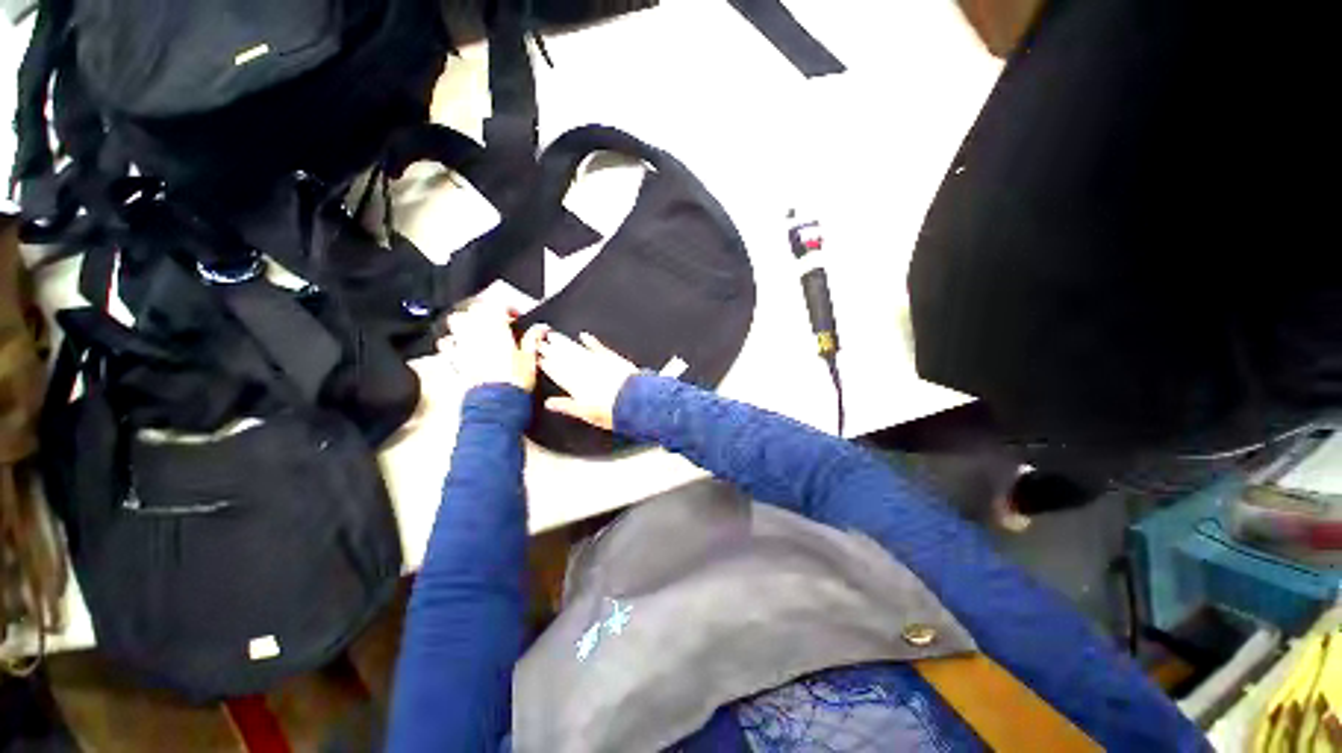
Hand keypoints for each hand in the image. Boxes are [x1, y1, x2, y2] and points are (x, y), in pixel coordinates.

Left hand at [444, 307, 547, 391]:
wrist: (496, 407)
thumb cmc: (513, 385)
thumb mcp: (530, 360)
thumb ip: (533, 340)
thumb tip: (540, 329)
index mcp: (496, 328)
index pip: (498, 304)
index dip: (507, 308)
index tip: (514, 318)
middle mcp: (476, 333)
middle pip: (473, 309)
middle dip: (482, 312)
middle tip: (492, 321)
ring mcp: (463, 346)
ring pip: (454, 322)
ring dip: (462, 323)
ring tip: (471, 330)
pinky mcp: (454, 362)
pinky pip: (445, 347)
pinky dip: (449, 345)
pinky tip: (455, 349)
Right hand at [537, 331, 638, 430]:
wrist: (635, 401)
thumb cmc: (611, 411)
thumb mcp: (585, 413)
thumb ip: (566, 406)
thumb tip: (549, 404)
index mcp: (575, 384)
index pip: (556, 372)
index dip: (546, 364)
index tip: (537, 357)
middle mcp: (583, 370)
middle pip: (563, 358)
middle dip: (550, 350)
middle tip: (540, 341)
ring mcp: (597, 362)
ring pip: (575, 350)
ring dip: (564, 343)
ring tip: (553, 336)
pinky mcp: (610, 357)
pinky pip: (597, 346)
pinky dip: (590, 341)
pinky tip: (583, 335)